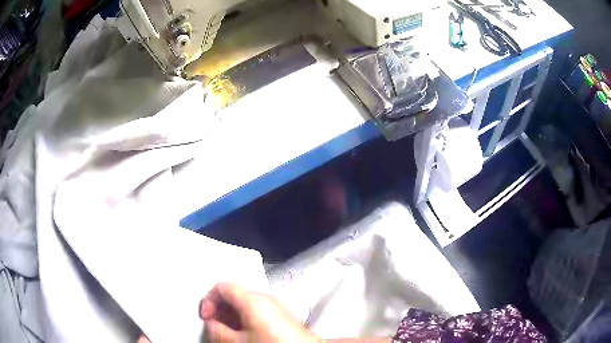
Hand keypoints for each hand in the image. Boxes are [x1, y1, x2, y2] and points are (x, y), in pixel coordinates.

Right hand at [200, 282, 319, 342]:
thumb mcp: (239, 342)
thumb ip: (218, 331)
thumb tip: (211, 324)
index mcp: (253, 299)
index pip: (222, 286)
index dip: (208, 300)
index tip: (206, 318)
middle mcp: (265, 297)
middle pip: (234, 294)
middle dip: (220, 309)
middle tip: (215, 326)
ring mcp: (276, 306)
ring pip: (245, 303)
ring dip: (231, 315)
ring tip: (228, 332)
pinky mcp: (282, 316)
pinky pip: (257, 311)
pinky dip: (245, 319)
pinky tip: (245, 334)